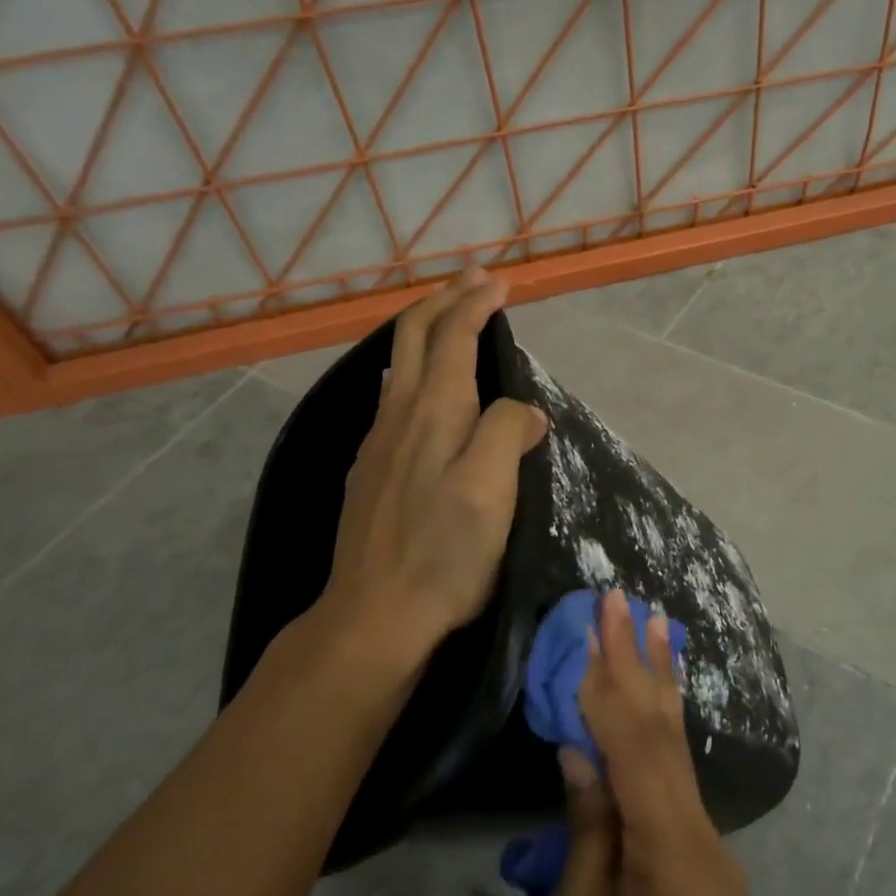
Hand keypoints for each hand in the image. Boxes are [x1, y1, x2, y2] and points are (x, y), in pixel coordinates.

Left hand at [312, 268, 547, 682]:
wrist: (374, 615)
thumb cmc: (443, 554)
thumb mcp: (491, 492)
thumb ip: (506, 434)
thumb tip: (523, 410)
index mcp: (434, 412)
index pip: (453, 337)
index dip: (475, 304)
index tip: (499, 283)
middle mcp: (399, 415)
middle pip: (415, 337)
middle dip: (444, 300)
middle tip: (473, 280)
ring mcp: (378, 443)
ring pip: (398, 364)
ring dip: (426, 330)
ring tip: (450, 319)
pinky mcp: (371, 470)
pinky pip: (392, 396)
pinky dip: (413, 368)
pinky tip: (418, 385)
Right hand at [522, 591, 748, 895]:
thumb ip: (588, 834)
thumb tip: (580, 747)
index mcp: (677, 865)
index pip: (638, 751)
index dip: (611, 683)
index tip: (597, 622)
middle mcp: (708, 848)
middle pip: (667, 740)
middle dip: (643, 664)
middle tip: (630, 600)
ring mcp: (711, 858)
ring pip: (678, 757)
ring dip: (659, 687)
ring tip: (656, 627)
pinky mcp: (701, 870)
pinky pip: (675, 787)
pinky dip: (659, 736)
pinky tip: (659, 702)